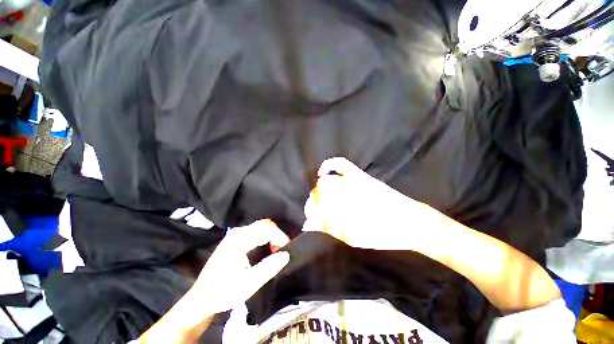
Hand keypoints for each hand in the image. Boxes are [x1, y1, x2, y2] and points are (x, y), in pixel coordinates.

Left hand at [192, 219, 290, 313]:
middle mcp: (238, 232)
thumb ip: (269, 267)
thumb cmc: (224, 292)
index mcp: (239, 239)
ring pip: (261, 226)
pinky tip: (267, 249)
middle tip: (281, 252)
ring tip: (275, 252)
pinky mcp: (235, 239)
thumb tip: (286, 254)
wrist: (201, 299)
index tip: (287, 251)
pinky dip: (266, 237)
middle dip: (277, 235)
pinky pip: (256, 231)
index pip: (267, 229)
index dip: (280, 237)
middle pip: (265, 224)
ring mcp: (235, 234)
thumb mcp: (248, 284)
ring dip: (272, 236)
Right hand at [303, 157, 428, 249]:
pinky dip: (330, 165)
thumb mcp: (354, 239)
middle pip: (318, 193)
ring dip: (319, 190)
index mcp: (343, 213)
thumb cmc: (384, 236)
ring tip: (321, 198)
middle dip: (314, 202)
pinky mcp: (361, 176)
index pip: (315, 207)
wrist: (412, 223)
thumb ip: (329, 230)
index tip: (311, 219)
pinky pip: (341, 164)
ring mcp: (353, 182)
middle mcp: (345, 194)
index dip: (311, 213)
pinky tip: (323, 171)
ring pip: (326, 182)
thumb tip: (308, 225)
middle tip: (316, 210)